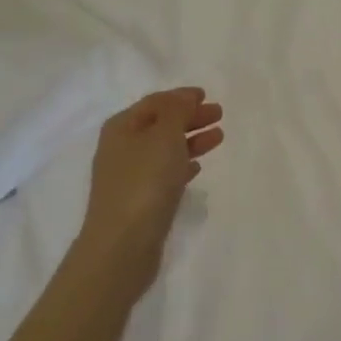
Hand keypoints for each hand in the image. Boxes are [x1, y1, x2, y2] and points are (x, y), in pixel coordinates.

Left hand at [77, 88, 223, 289]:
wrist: (122, 245)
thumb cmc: (144, 182)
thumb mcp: (164, 135)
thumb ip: (177, 111)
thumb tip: (185, 97)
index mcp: (122, 127)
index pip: (155, 102)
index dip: (181, 97)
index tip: (206, 95)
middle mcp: (121, 148)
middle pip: (160, 124)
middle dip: (189, 117)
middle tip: (219, 115)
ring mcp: (129, 176)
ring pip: (165, 149)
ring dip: (191, 140)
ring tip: (218, 138)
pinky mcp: (139, 201)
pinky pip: (164, 173)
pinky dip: (182, 165)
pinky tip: (197, 167)